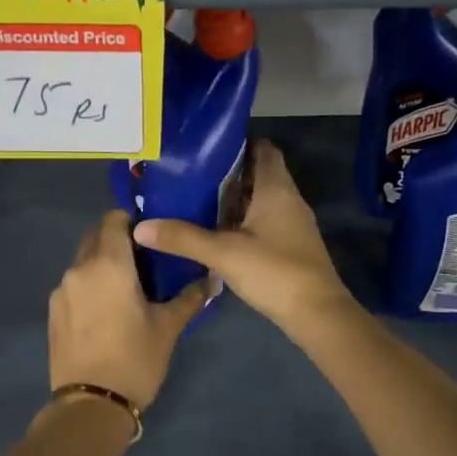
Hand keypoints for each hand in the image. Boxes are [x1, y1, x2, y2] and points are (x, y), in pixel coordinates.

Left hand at [48, 211, 207, 411]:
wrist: (90, 407)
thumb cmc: (135, 359)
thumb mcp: (168, 327)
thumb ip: (190, 297)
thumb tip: (214, 279)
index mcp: (108, 264)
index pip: (114, 219)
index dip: (132, 221)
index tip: (151, 236)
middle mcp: (79, 268)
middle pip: (95, 236)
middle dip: (117, 240)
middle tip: (144, 260)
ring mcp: (61, 290)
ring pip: (83, 261)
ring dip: (102, 263)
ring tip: (126, 287)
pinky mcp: (53, 312)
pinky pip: (73, 285)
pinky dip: (89, 285)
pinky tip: (106, 310)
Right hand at [133, 140, 353, 330]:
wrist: (317, 313)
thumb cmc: (274, 271)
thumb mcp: (223, 253)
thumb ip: (182, 238)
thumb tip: (140, 227)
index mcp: (276, 188)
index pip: (263, 148)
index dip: (238, 142)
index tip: (206, 145)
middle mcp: (288, 198)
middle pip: (258, 173)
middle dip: (228, 172)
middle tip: (191, 173)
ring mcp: (292, 223)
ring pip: (260, 198)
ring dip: (234, 198)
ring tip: (196, 199)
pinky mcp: (290, 244)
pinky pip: (263, 220)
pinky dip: (242, 219)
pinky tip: (217, 231)